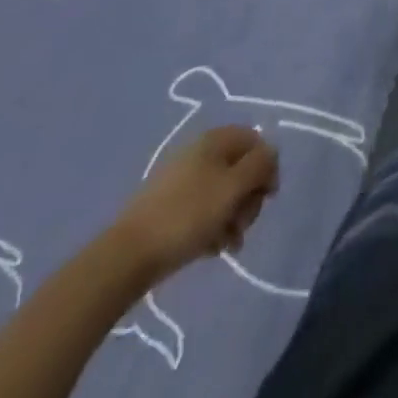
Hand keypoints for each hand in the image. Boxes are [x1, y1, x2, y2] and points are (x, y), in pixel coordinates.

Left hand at [110, 126, 278, 283]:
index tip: (267, 198)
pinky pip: (203, 209)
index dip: (267, 167)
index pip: (256, 142)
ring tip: (228, 243)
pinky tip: (212, 249)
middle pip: (241, 168)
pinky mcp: (169, 207)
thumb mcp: (234, 186)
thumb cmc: (188, 215)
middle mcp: (200, 152)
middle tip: (243, 224)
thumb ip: (261, 164)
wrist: (126, 258)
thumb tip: (270, 156)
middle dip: (249, 198)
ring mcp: (182, 180)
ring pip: (223, 192)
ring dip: (233, 216)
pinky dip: (213, 226)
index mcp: (215, 139)